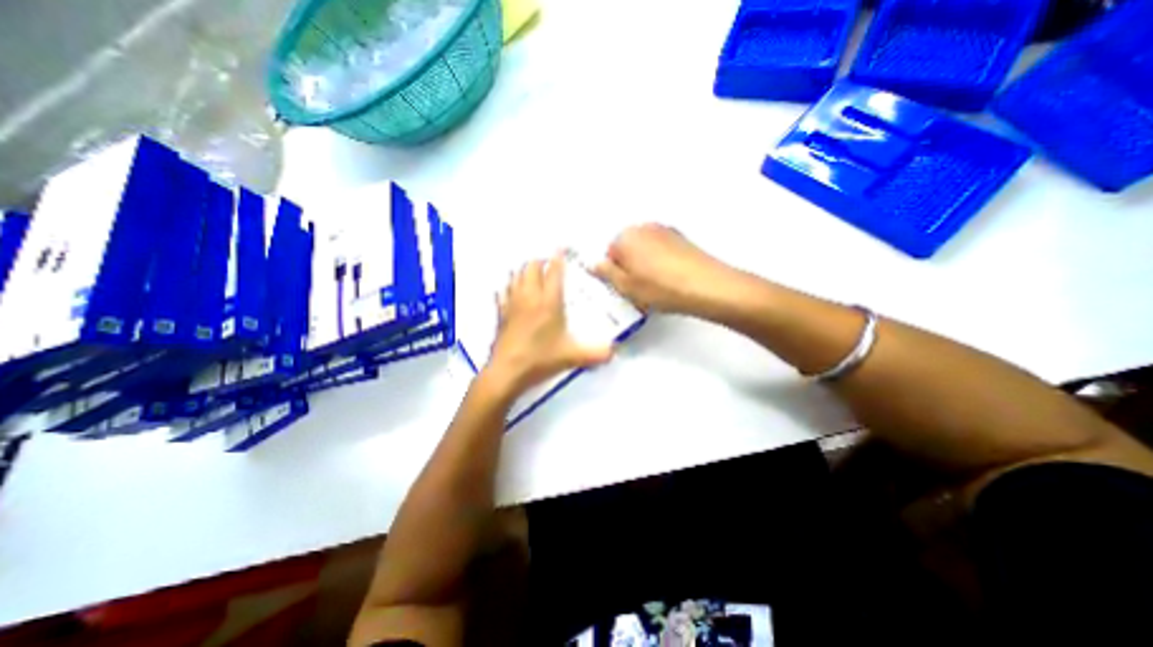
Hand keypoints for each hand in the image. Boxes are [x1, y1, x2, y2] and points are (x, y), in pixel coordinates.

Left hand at [483, 250, 616, 394]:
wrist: (507, 372)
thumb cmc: (540, 359)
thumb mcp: (572, 357)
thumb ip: (596, 353)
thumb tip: (614, 352)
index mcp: (548, 302)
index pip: (553, 272)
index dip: (558, 258)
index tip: (561, 248)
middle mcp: (529, 297)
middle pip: (530, 267)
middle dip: (539, 260)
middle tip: (548, 263)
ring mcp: (512, 304)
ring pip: (515, 276)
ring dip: (523, 270)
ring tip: (531, 271)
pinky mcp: (500, 314)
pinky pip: (502, 292)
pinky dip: (508, 287)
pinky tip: (509, 290)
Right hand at [589, 223, 732, 313]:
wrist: (706, 287)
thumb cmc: (663, 288)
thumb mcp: (626, 287)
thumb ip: (606, 274)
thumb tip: (596, 265)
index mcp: (625, 237)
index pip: (608, 254)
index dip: (614, 274)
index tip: (623, 287)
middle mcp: (644, 228)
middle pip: (627, 249)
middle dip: (629, 267)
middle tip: (638, 288)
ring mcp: (665, 231)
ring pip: (644, 250)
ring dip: (645, 265)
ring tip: (656, 287)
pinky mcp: (681, 239)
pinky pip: (661, 250)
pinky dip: (661, 262)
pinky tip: (669, 280)